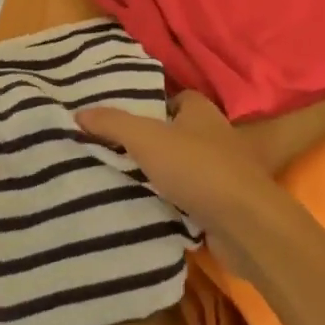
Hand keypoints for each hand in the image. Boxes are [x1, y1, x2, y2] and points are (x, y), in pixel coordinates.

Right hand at [78, 93, 289, 279]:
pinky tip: (145, 209)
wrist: (246, 225)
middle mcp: (214, 135)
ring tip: (119, 180)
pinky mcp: (223, 203)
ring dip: (157, 175)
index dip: (146, 107)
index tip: (117, 122)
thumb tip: (79, 112)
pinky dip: (170, 201)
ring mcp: (222, 171)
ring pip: (180, 167)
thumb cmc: (197, 168)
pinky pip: (188, 196)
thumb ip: (112, 123)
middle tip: (110, 151)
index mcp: (200, 110)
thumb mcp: (145, 139)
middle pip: (173, 133)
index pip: (171, 99)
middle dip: (147, 143)